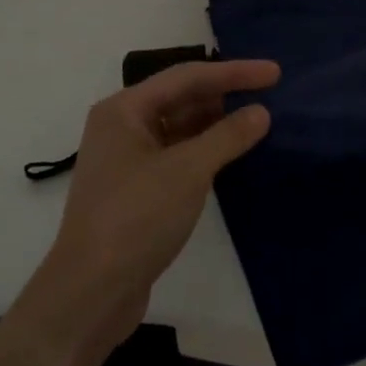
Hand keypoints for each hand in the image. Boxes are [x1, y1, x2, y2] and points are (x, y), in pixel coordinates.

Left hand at [24, 59, 278, 354]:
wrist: (90, 294)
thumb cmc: (136, 218)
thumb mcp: (188, 171)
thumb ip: (228, 136)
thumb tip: (261, 112)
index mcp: (124, 110)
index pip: (187, 77)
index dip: (233, 72)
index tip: (275, 73)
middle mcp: (121, 126)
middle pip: (181, 97)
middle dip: (224, 95)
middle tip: (268, 94)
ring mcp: (127, 160)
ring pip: (179, 127)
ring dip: (215, 124)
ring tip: (256, 122)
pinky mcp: (136, 190)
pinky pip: (176, 155)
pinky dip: (204, 151)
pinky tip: (231, 155)